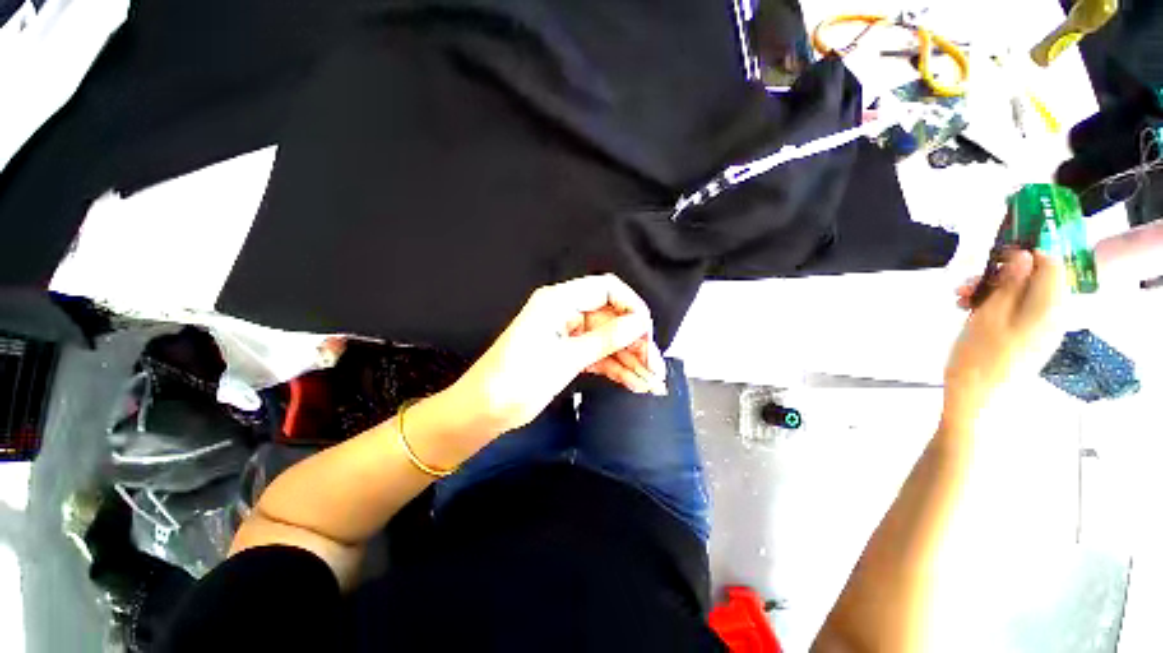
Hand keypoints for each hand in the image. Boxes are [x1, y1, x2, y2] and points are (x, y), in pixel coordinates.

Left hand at [446, 275, 665, 435]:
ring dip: (630, 361)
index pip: (606, 289)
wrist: (483, 411)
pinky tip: (636, 384)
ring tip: (652, 383)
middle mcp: (566, 312)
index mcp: (559, 301)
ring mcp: (568, 334)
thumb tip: (641, 323)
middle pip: (611, 319)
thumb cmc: (518, 379)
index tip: (648, 332)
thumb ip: (606, 339)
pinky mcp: (568, 354)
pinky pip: (598, 356)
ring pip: (608, 341)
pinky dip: (616, 369)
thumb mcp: (566, 358)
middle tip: (656, 369)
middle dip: (635, 343)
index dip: (632, 307)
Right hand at [945, 250, 1065, 422]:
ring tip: (961, 299)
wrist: (976, 400)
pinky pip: (1017, 312)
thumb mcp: (989, 314)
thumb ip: (1010, 283)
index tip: (994, 256)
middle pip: (1034, 280)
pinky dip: (995, 307)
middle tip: (966, 283)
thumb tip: (1024, 255)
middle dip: (1000, 275)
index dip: (1025, 253)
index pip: (1051, 264)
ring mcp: (1041, 330)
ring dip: (992, 291)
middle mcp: (1053, 316)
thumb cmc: (979, 356)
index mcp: (1049, 308)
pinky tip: (970, 312)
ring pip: (1022, 296)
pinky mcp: (1028, 340)